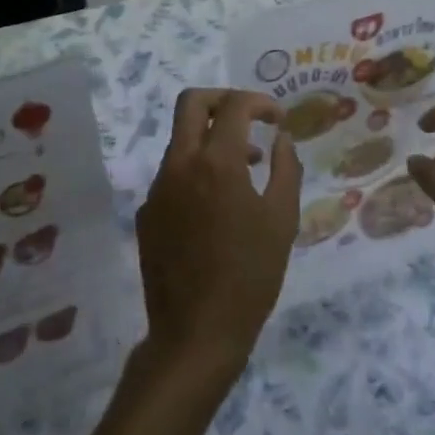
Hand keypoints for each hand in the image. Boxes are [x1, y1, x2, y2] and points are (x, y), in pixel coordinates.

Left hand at [135, 89, 300, 384]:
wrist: (195, 334)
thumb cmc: (250, 276)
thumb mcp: (282, 220)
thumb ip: (285, 168)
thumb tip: (281, 138)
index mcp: (216, 162)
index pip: (234, 105)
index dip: (260, 102)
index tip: (277, 119)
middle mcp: (180, 164)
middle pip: (191, 103)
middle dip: (223, 99)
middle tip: (249, 118)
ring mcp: (158, 188)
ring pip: (181, 140)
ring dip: (212, 139)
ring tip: (246, 168)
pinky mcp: (148, 213)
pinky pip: (173, 175)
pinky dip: (197, 172)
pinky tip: (218, 208)